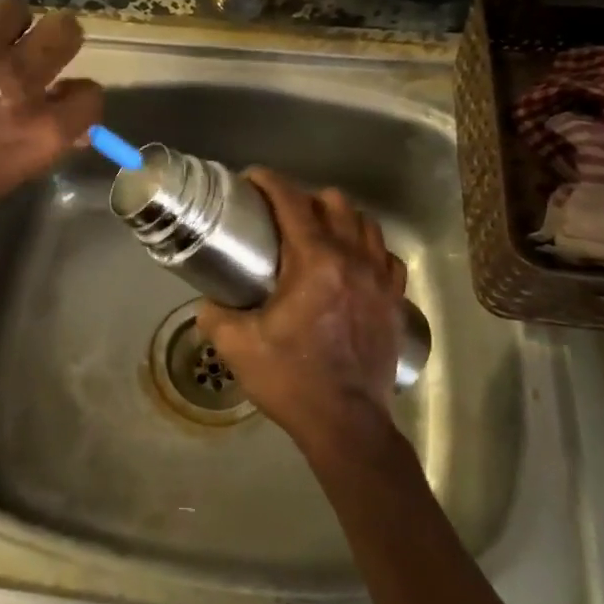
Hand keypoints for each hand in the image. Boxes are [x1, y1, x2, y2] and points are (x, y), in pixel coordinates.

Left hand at [0, 0, 103, 253]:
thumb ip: (27, 148)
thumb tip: (58, 127)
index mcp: (38, 133)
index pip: (91, 96)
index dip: (75, 93)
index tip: (56, 92)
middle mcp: (20, 80)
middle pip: (67, 30)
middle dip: (50, 38)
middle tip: (20, 48)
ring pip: (14, 4)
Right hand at [198, 168, 408, 461]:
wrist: (346, 424)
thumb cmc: (291, 380)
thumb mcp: (237, 346)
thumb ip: (215, 314)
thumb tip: (209, 301)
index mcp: (315, 262)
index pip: (293, 202)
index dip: (270, 181)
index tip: (252, 179)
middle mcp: (353, 259)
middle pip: (335, 202)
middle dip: (304, 197)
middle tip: (281, 214)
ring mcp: (380, 279)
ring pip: (365, 223)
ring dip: (339, 218)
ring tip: (317, 233)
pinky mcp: (394, 300)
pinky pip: (386, 256)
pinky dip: (368, 248)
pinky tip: (353, 263)